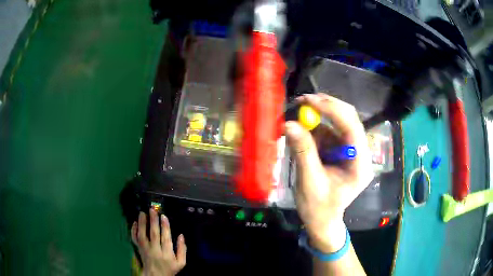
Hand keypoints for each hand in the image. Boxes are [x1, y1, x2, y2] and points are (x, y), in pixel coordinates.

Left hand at [131, 209, 186, 275]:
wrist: (156, 275)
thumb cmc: (169, 268)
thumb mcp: (181, 263)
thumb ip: (182, 249)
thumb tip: (181, 236)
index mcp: (167, 254)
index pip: (166, 238)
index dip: (165, 227)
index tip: (163, 216)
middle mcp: (155, 250)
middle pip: (153, 234)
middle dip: (153, 221)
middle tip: (152, 210)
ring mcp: (145, 249)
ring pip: (142, 235)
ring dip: (142, 224)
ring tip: (142, 213)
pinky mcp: (139, 249)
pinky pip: (135, 239)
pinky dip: (133, 231)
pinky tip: (134, 223)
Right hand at [285, 93, 373, 252]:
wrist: (322, 221)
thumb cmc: (318, 209)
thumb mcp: (309, 182)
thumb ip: (302, 152)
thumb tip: (289, 124)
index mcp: (360, 164)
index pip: (352, 127)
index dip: (332, 110)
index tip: (308, 101)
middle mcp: (360, 152)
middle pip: (348, 119)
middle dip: (325, 107)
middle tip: (301, 101)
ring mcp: (350, 149)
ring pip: (336, 122)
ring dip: (316, 119)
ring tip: (295, 122)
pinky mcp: (340, 149)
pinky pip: (327, 131)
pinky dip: (313, 129)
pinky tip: (300, 135)